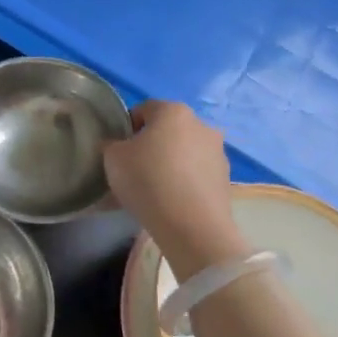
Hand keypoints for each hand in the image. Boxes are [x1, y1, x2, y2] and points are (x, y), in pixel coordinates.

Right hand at [103, 100, 244, 277]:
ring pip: (185, 152)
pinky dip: (185, 181)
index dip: (127, 128)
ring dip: (171, 163)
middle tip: (134, 170)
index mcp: (173, 111)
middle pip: (168, 130)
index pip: (143, 110)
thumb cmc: (148, 181)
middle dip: (152, 145)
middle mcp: (201, 124)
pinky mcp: (226, 179)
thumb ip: (112, 145)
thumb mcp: (112, 159)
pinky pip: (197, 174)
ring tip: (155, 189)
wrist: (192, 227)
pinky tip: (172, 201)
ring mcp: (218, 152)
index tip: (118, 151)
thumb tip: (117, 145)